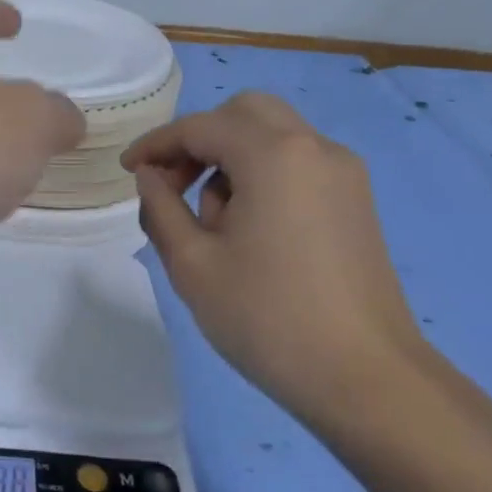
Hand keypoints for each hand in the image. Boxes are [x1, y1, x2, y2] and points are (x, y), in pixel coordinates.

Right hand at [122, 93, 428, 428]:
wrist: (364, 378)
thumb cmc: (266, 317)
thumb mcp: (192, 263)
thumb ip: (160, 207)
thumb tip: (150, 176)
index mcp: (274, 155)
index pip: (200, 126)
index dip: (156, 144)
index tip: (126, 171)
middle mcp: (315, 148)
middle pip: (245, 113)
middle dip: (198, 140)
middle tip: (171, 185)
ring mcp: (344, 174)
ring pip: (273, 136)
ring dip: (230, 160)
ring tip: (210, 224)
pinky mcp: (355, 202)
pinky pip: (297, 164)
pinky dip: (261, 175)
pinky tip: (247, 230)